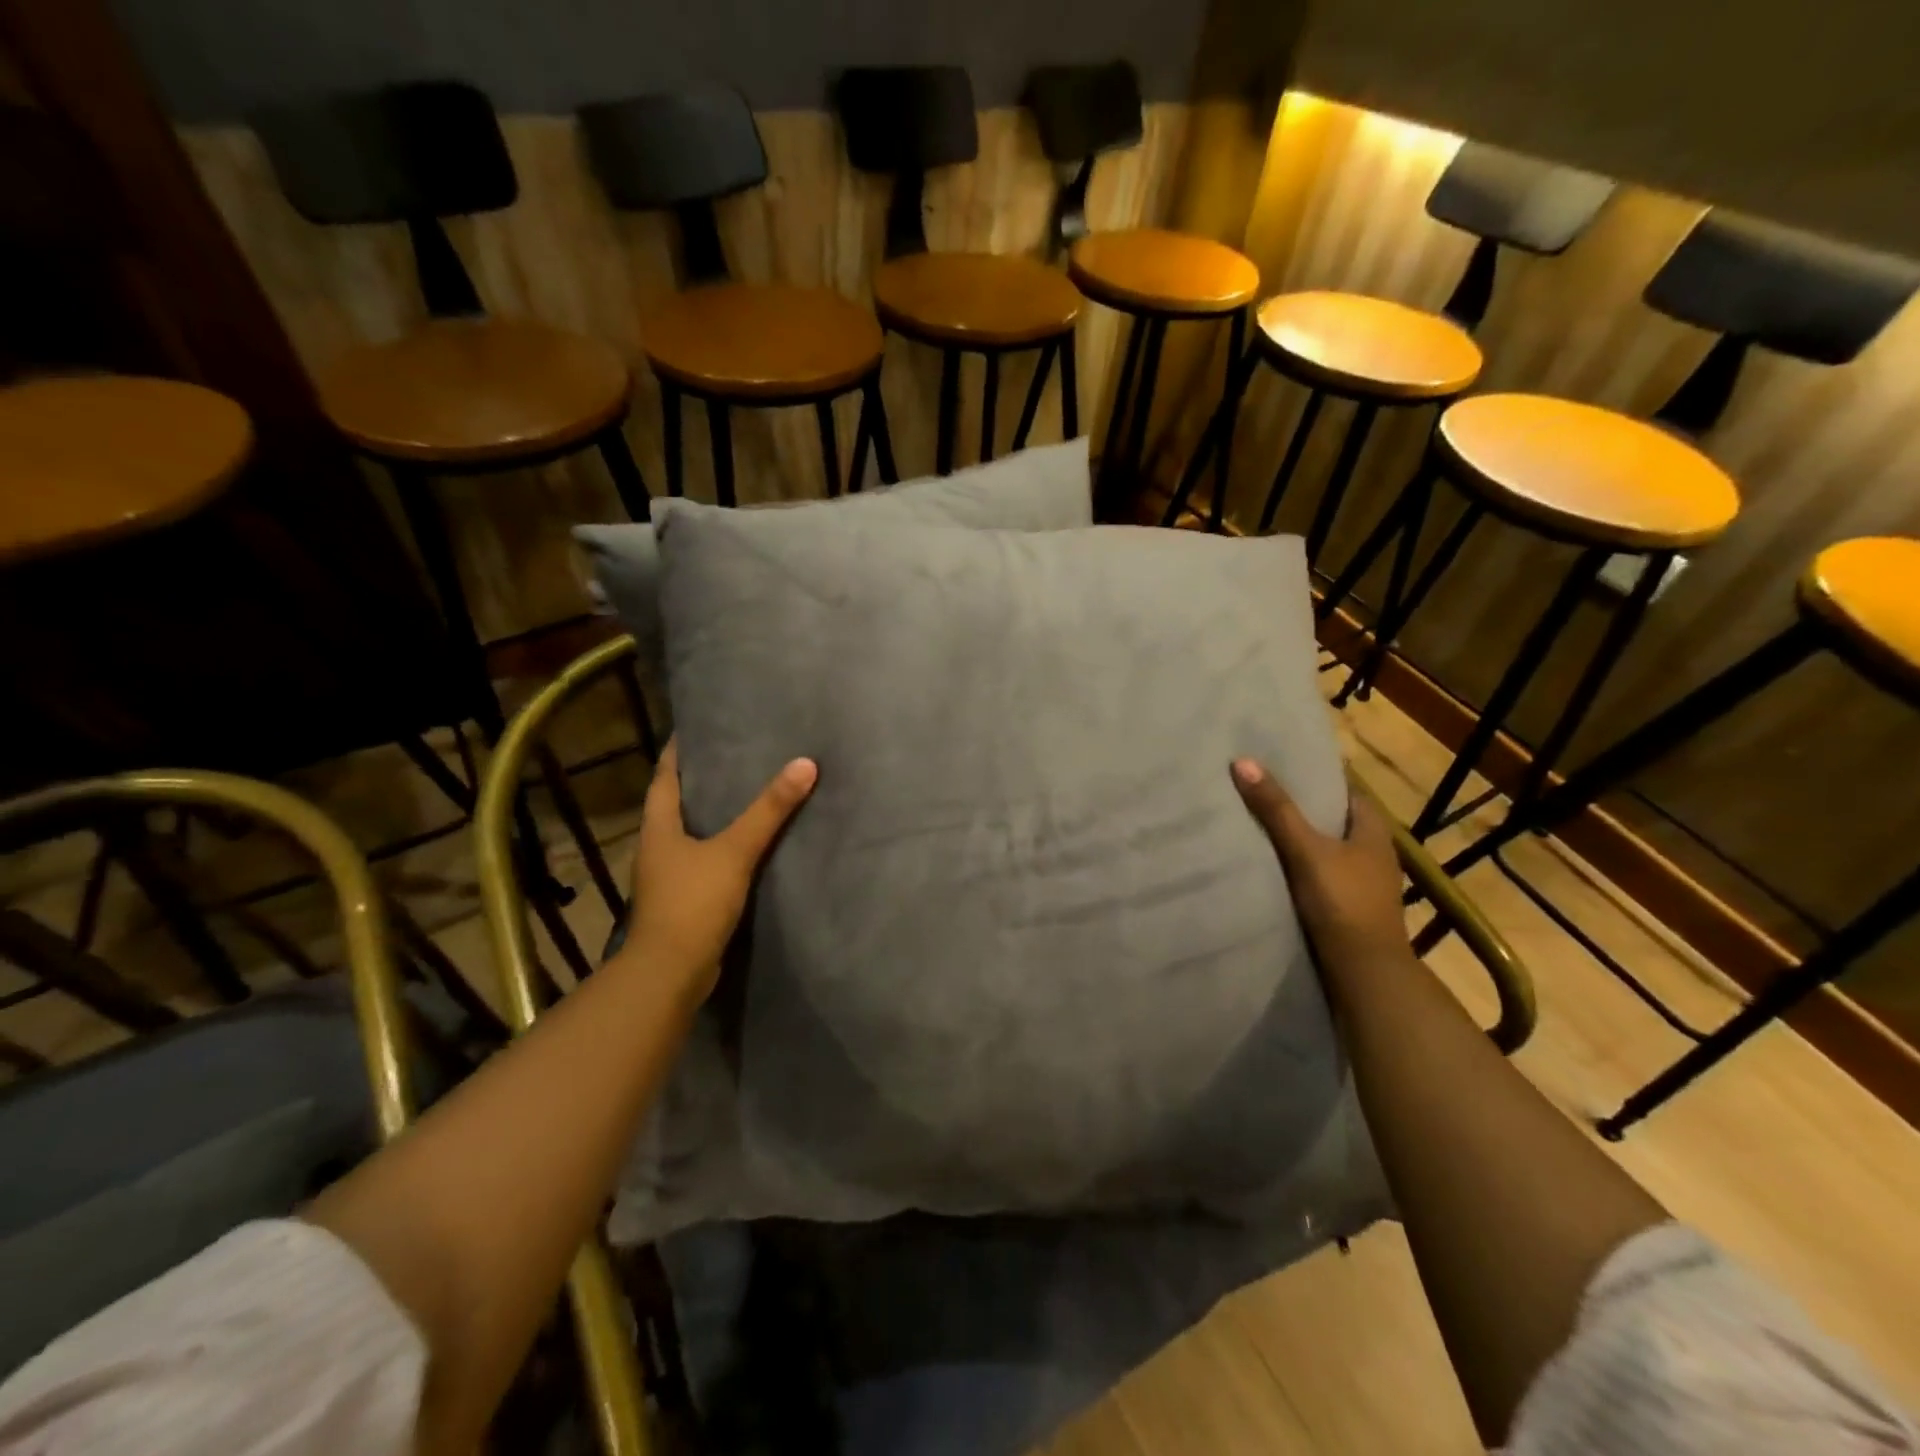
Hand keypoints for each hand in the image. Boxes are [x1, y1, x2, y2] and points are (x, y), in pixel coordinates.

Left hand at [625, 739, 817, 996]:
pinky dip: (723, 846)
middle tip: (735, 754)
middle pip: (677, 803)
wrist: (671, 972)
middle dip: (702, 779)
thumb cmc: (693, 902)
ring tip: (747, 792)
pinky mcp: (685, 899)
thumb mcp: (735, 851)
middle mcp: (657, 847)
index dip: (678, 751)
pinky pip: (705, 860)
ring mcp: (669, 876)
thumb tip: (804, 764)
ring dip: (714, 814)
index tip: (698, 728)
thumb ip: (769, 811)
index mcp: (658, 827)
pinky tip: (749, 844)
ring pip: (692, 833)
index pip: (664, 777)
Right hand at [1231, 759, 1412, 976]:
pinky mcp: (1349, 906)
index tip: (1280, 766)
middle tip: (1259, 791)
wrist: (1364, 971)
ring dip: (1300, 840)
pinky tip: (1272, 866)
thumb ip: (1276, 809)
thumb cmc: (1342, 901)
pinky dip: (1300, 866)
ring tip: (1257, 826)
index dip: (1315, 777)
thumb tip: (1243, 761)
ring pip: (1327, 849)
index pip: (1345, 790)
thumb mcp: (1305, 850)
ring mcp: (1363, 882)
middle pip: (1333, 819)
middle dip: (1302, 807)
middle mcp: (1374, 852)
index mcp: (1373, 830)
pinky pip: (1321, 874)